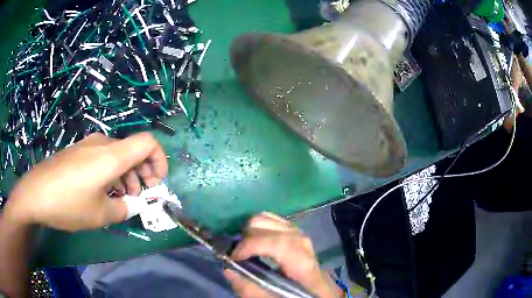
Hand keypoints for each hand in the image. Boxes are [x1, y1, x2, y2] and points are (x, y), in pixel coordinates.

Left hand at [4, 132, 167, 230]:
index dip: (160, 160)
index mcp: (111, 156)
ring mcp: (88, 146)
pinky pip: (103, 157)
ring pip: (118, 155)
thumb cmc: (68, 203)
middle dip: (143, 173)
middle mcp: (102, 143)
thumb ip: (124, 209)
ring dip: (127, 175)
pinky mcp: (78, 152)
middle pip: (133, 150)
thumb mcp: (100, 215)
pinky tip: (103, 192)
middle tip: (141, 197)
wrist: (35, 193)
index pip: (148, 143)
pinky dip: (111, 173)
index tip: (157, 182)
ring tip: (122, 198)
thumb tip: (132, 206)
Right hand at [224, 212, 343, 297]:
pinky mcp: (294, 233)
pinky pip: (273, 220)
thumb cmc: (302, 296)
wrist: (319, 291)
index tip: (233, 258)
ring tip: (243, 249)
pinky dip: (258, 226)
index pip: (278, 243)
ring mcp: (299, 234)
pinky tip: (254, 241)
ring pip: (270, 218)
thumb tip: (228, 270)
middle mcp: (303, 242)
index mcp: (303, 263)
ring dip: (250, 230)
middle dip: (246, 238)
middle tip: (236, 256)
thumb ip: (252, 291)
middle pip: (270, 225)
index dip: (251, 246)